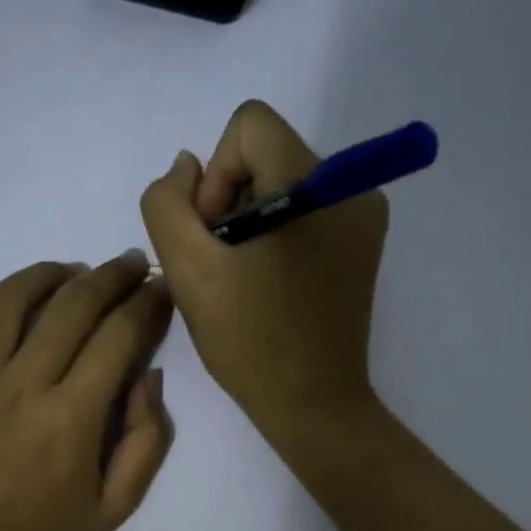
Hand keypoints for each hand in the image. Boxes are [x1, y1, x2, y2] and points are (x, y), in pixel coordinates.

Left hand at [0, 253, 173, 530]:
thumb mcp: (115, 508)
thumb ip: (146, 441)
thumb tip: (148, 377)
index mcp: (73, 417)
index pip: (119, 335)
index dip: (147, 303)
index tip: (160, 289)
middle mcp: (22, 385)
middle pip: (73, 304)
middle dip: (110, 275)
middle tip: (129, 265)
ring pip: (11, 298)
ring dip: (48, 273)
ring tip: (71, 272)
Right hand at [140, 100, 387, 440]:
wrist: (312, 404)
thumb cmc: (251, 341)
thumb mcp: (189, 271)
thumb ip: (168, 204)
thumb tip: (187, 168)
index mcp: (316, 184)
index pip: (250, 126)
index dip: (216, 176)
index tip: (214, 236)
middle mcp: (351, 187)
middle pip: (267, 154)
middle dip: (230, 202)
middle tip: (222, 265)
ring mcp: (363, 218)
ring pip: (282, 184)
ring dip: (248, 222)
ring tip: (243, 279)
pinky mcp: (361, 246)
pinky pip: (304, 213)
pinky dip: (274, 237)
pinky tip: (267, 284)